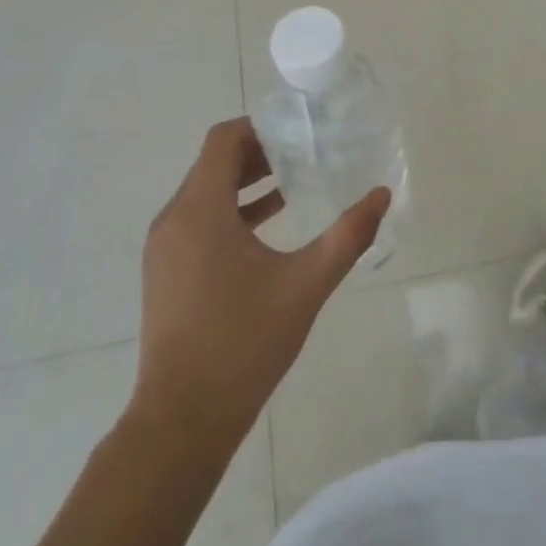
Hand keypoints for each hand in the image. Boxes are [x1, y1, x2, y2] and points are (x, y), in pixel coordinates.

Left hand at [132, 118, 389, 448]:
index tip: (298, 131)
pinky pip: (197, 220)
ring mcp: (163, 248)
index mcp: (200, 211)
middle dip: (258, 153)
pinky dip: (230, 210)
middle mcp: (173, 219)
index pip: (223, 140)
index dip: (260, 127)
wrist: (183, 419)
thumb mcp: (306, 285)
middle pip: (213, 163)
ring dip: (245, 182)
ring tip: (293, 183)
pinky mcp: (164, 271)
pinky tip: (269, 225)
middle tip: (304, 153)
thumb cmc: (244, 343)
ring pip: (204, 192)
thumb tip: (381, 195)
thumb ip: (347, 236)